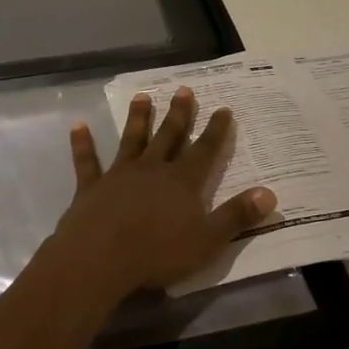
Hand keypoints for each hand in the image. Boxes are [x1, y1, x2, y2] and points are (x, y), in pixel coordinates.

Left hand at [39, 87, 277, 304]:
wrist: (99, 259)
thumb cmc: (157, 253)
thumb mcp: (208, 240)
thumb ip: (237, 215)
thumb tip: (270, 193)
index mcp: (183, 181)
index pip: (206, 150)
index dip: (217, 130)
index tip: (224, 109)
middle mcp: (153, 169)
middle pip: (169, 136)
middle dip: (179, 113)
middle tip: (184, 89)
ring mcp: (120, 175)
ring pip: (132, 140)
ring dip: (138, 118)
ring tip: (142, 96)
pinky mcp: (92, 187)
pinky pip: (87, 161)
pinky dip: (83, 143)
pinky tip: (78, 126)